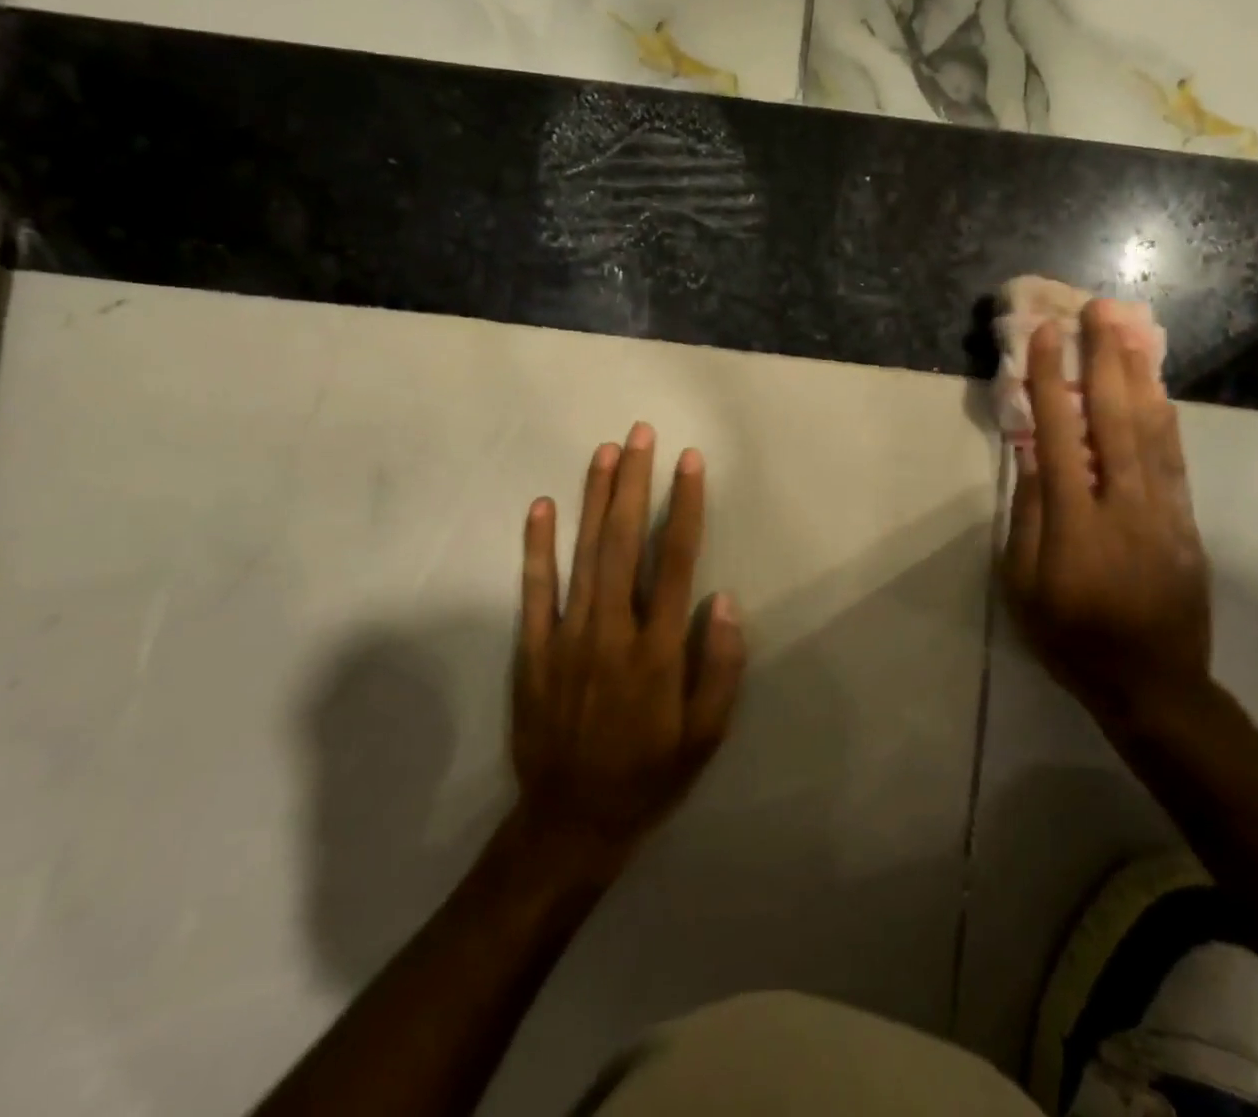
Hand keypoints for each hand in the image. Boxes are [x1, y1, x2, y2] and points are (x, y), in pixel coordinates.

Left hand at [513, 423, 745, 865]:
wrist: (571, 823)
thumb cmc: (650, 774)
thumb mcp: (706, 734)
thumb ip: (721, 666)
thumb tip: (723, 599)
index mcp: (658, 648)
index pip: (675, 559)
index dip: (684, 505)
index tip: (688, 461)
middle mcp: (612, 630)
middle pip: (624, 541)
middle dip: (633, 482)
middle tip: (639, 433)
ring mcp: (567, 637)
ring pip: (582, 554)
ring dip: (593, 499)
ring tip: (604, 452)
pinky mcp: (533, 650)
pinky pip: (534, 590)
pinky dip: (537, 547)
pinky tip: (541, 507)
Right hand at [1000, 300, 1211, 731]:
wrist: (1154, 685)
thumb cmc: (1070, 638)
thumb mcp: (1024, 586)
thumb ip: (1030, 515)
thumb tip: (1031, 453)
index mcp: (1075, 523)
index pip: (1061, 436)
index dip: (1053, 383)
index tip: (1046, 338)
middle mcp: (1124, 505)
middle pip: (1116, 419)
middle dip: (1106, 359)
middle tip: (1100, 309)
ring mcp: (1163, 511)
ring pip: (1153, 430)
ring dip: (1141, 376)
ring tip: (1132, 330)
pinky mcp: (1185, 522)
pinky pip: (1173, 459)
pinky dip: (1165, 417)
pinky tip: (1157, 389)